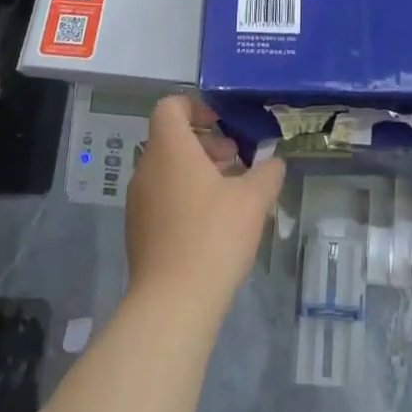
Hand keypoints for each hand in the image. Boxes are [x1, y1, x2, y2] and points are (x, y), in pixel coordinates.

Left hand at [125, 96, 285, 321]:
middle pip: (171, 138)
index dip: (195, 106)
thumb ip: (267, 173)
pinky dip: (184, 196)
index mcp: (170, 149)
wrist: (172, 304)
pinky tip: (212, 223)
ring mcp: (138, 202)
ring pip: (167, 169)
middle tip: (235, 158)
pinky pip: (161, 197)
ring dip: (196, 171)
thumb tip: (273, 163)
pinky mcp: (137, 231)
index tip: (221, 124)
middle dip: (205, 143)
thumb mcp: (253, 200)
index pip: (170, 106)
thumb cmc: (214, 236)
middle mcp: (147, 168)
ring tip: (230, 192)